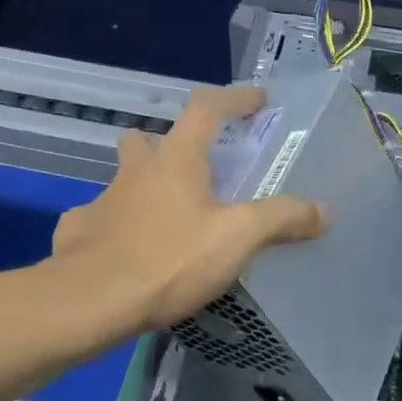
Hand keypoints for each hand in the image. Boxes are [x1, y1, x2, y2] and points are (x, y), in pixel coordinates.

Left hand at [51, 84, 328, 330]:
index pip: (207, 108)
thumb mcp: (238, 238)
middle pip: (148, 138)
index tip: (257, 99)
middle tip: (193, 169)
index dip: (234, 98)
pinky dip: (114, 228)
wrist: (92, 302)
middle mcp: (135, 171)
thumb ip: (282, 219)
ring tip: (165, 215)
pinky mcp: (78, 233)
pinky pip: (98, 220)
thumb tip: (324, 210)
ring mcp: (101, 200)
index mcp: (176, 160)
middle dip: (169, 143)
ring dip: (141, 186)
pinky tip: (126, 253)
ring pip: (121, 179)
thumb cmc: (170, 260)